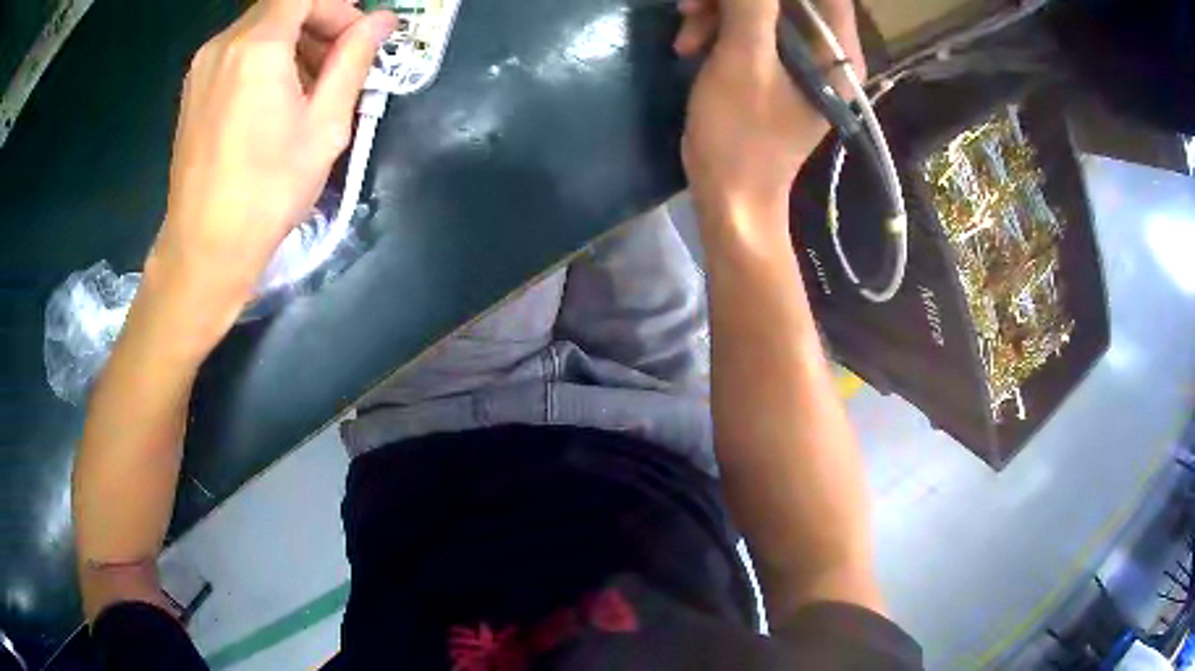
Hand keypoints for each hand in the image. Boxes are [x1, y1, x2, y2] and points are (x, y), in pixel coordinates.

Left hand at [144, 0, 395, 351]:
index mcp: (258, 45)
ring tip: (309, 87)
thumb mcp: (325, 125)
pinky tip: (275, 99)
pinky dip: (264, 59)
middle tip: (340, 65)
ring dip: (292, 42)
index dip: (338, 9)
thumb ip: (354, 60)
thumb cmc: (268, 190)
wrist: (204, 249)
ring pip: (258, 28)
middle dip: (318, 23)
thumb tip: (382, 20)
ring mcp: (202, 66)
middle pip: (281, 7)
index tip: (355, 42)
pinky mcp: (192, 89)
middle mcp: (223, 43)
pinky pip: (237, 52)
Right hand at [674, 0, 863, 221]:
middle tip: (692, 6)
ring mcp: (799, 58)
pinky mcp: (774, 66)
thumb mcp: (743, 63)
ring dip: (717, 11)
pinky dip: (716, 28)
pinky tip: (690, 45)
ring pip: (761, 8)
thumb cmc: (742, 136)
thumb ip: (751, 8)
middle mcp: (826, 50)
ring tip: (686, 36)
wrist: (730, 196)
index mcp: (837, 53)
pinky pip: (747, 27)